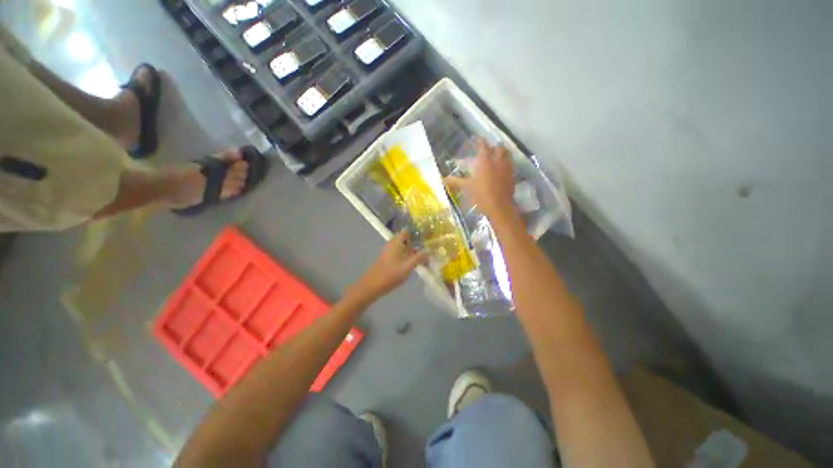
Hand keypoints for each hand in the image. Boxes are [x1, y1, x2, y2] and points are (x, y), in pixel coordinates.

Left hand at [352, 231, 428, 299]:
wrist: (371, 286)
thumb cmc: (390, 275)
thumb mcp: (407, 266)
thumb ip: (419, 258)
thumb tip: (430, 250)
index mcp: (396, 242)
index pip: (407, 231)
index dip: (417, 232)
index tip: (428, 235)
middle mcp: (392, 244)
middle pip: (406, 239)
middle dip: (417, 242)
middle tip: (430, 246)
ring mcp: (389, 252)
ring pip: (403, 247)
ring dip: (413, 250)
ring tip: (425, 255)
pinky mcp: (388, 260)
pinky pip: (400, 254)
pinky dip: (408, 256)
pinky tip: (415, 263)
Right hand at [446, 139, 514, 218]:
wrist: (499, 207)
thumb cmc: (480, 195)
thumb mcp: (466, 188)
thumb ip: (455, 181)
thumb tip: (442, 179)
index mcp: (485, 161)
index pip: (483, 145)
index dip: (480, 141)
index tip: (477, 139)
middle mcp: (498, 161)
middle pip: (499, 148)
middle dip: (494, 147)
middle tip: (488, 150)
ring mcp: (507, 168)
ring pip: (507, 155)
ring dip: (502, 154)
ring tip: (496, 158)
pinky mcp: (512, 177)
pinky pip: (510, 166)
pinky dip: (506, 165)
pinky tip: (501, 171)